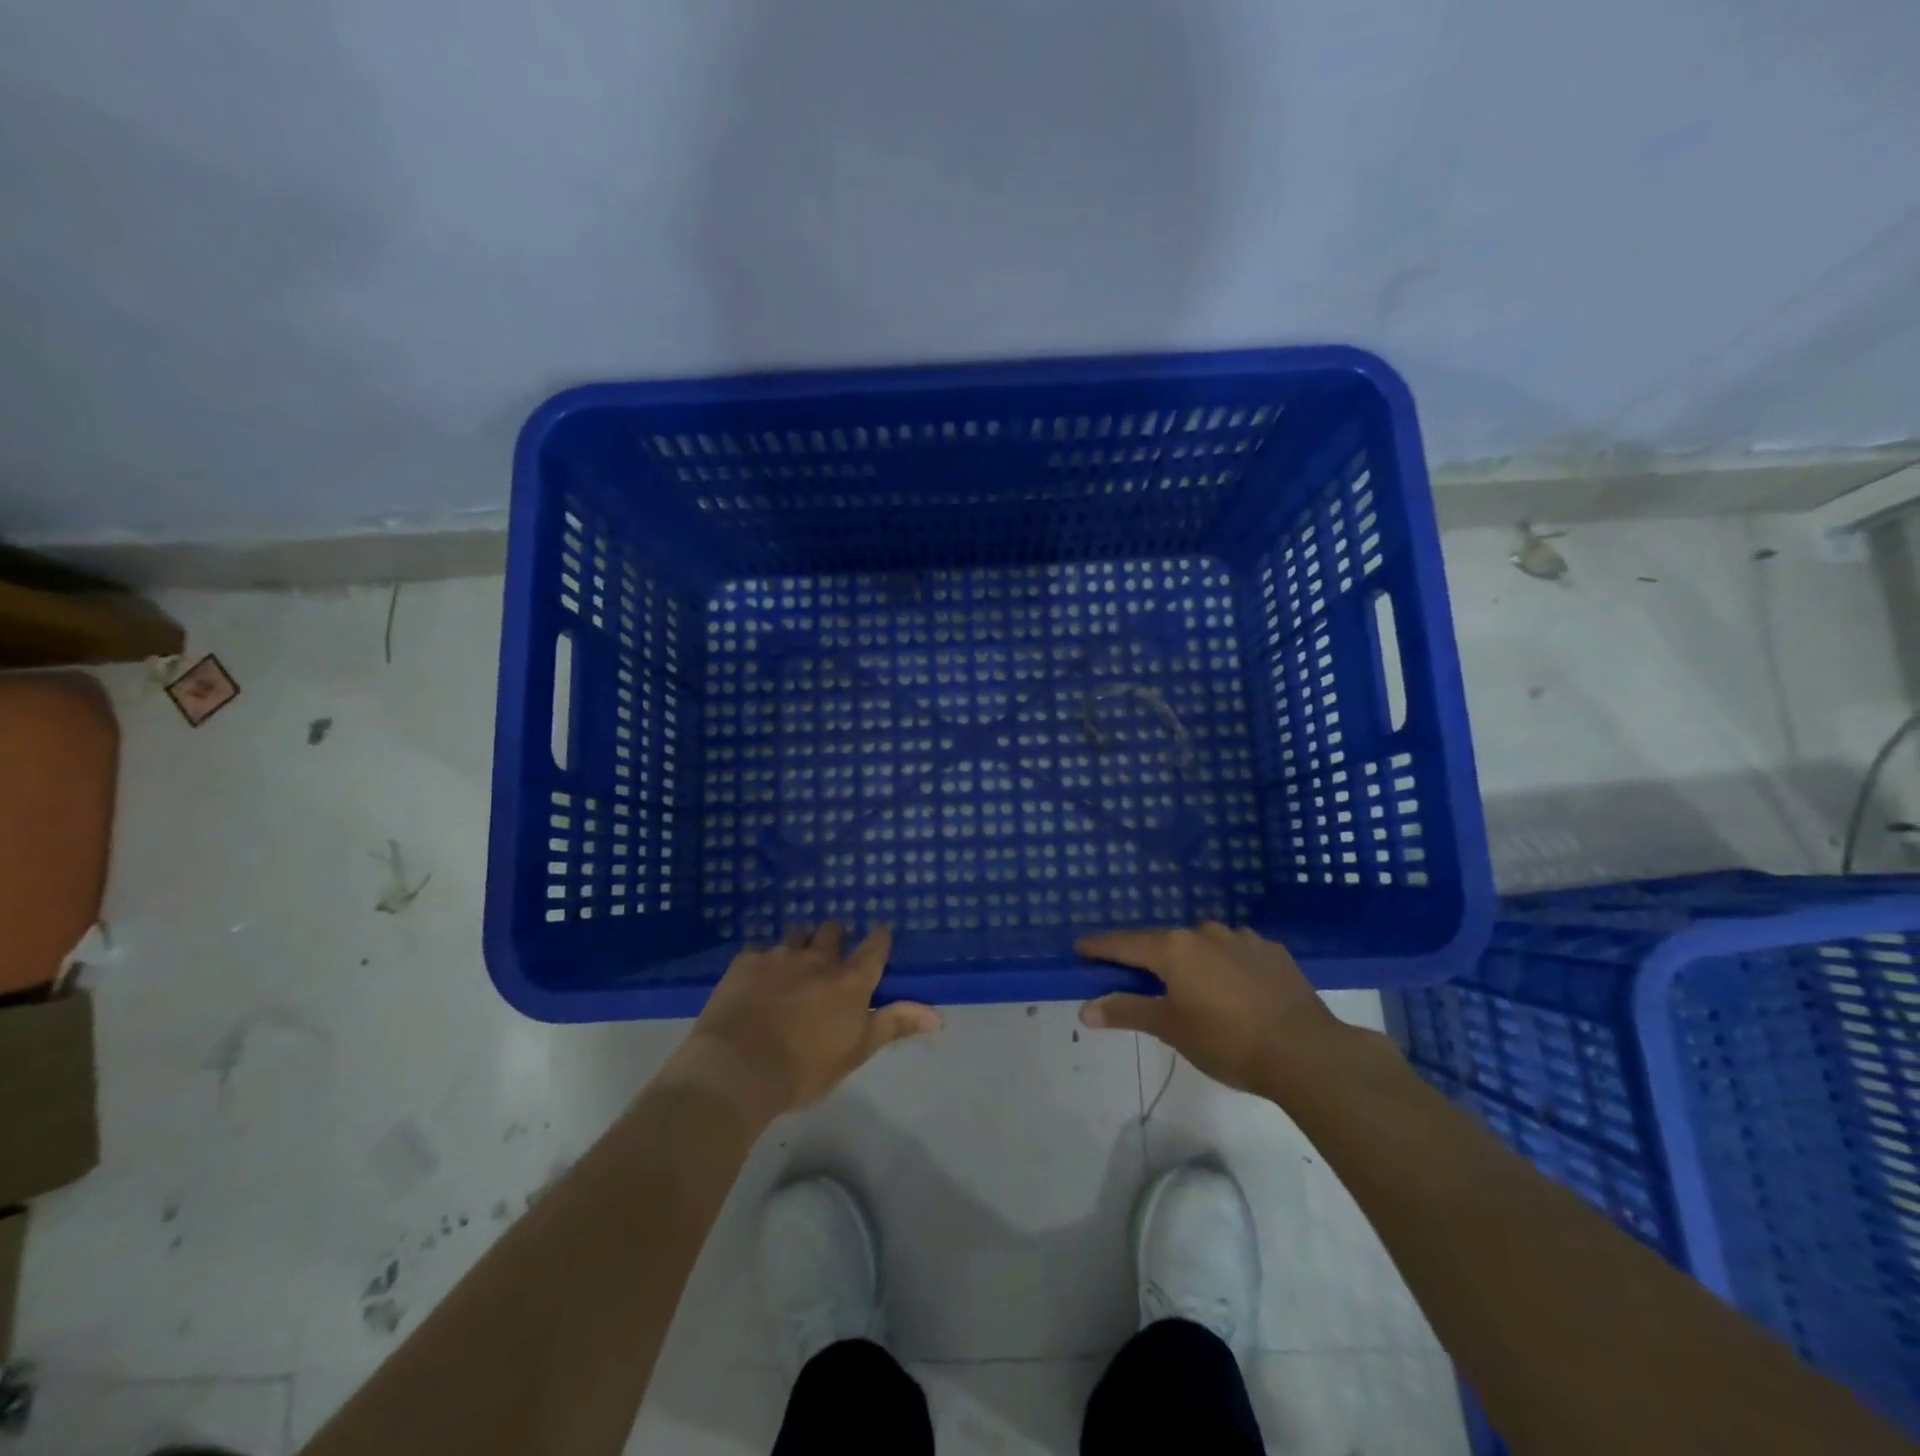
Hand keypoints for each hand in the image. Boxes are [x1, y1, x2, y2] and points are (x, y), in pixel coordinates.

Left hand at [673, 923, 941, 1119]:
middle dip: (835, 938)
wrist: (737, 1068)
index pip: (875, 947)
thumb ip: (894, 1025)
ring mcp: (780, 955)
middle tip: (831, 956)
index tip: (881, 934)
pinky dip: (764, 959)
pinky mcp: (746, 961)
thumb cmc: (804, 1069)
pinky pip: (760, 949)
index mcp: (850, 981)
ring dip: (801, 943)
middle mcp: (818, 958)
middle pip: (832, 931)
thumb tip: (939, 1014)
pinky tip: (758, 977)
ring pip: (797, 933)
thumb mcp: (856, 1051)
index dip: (880, 938)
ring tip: (794, 962)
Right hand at [1077, 922, 1359, 1100]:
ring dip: (1190, 958)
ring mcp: (1241, 938)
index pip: (1125, 943)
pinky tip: (1234, 986)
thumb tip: (1085, 1008)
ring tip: (1191, 985)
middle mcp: (1204, 932)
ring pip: (1202, 943)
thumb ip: (1127, 1012)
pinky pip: (1236, 951)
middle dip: (1147, 956)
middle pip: (1164, 941)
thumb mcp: (1171, 1029)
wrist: (1306, 1051)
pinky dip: (1224, 963)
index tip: (1081, 949)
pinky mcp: (1272, 951)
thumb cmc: (1227, 1041)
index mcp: (1174, 948)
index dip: (1101, 947)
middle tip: (1136, 976)